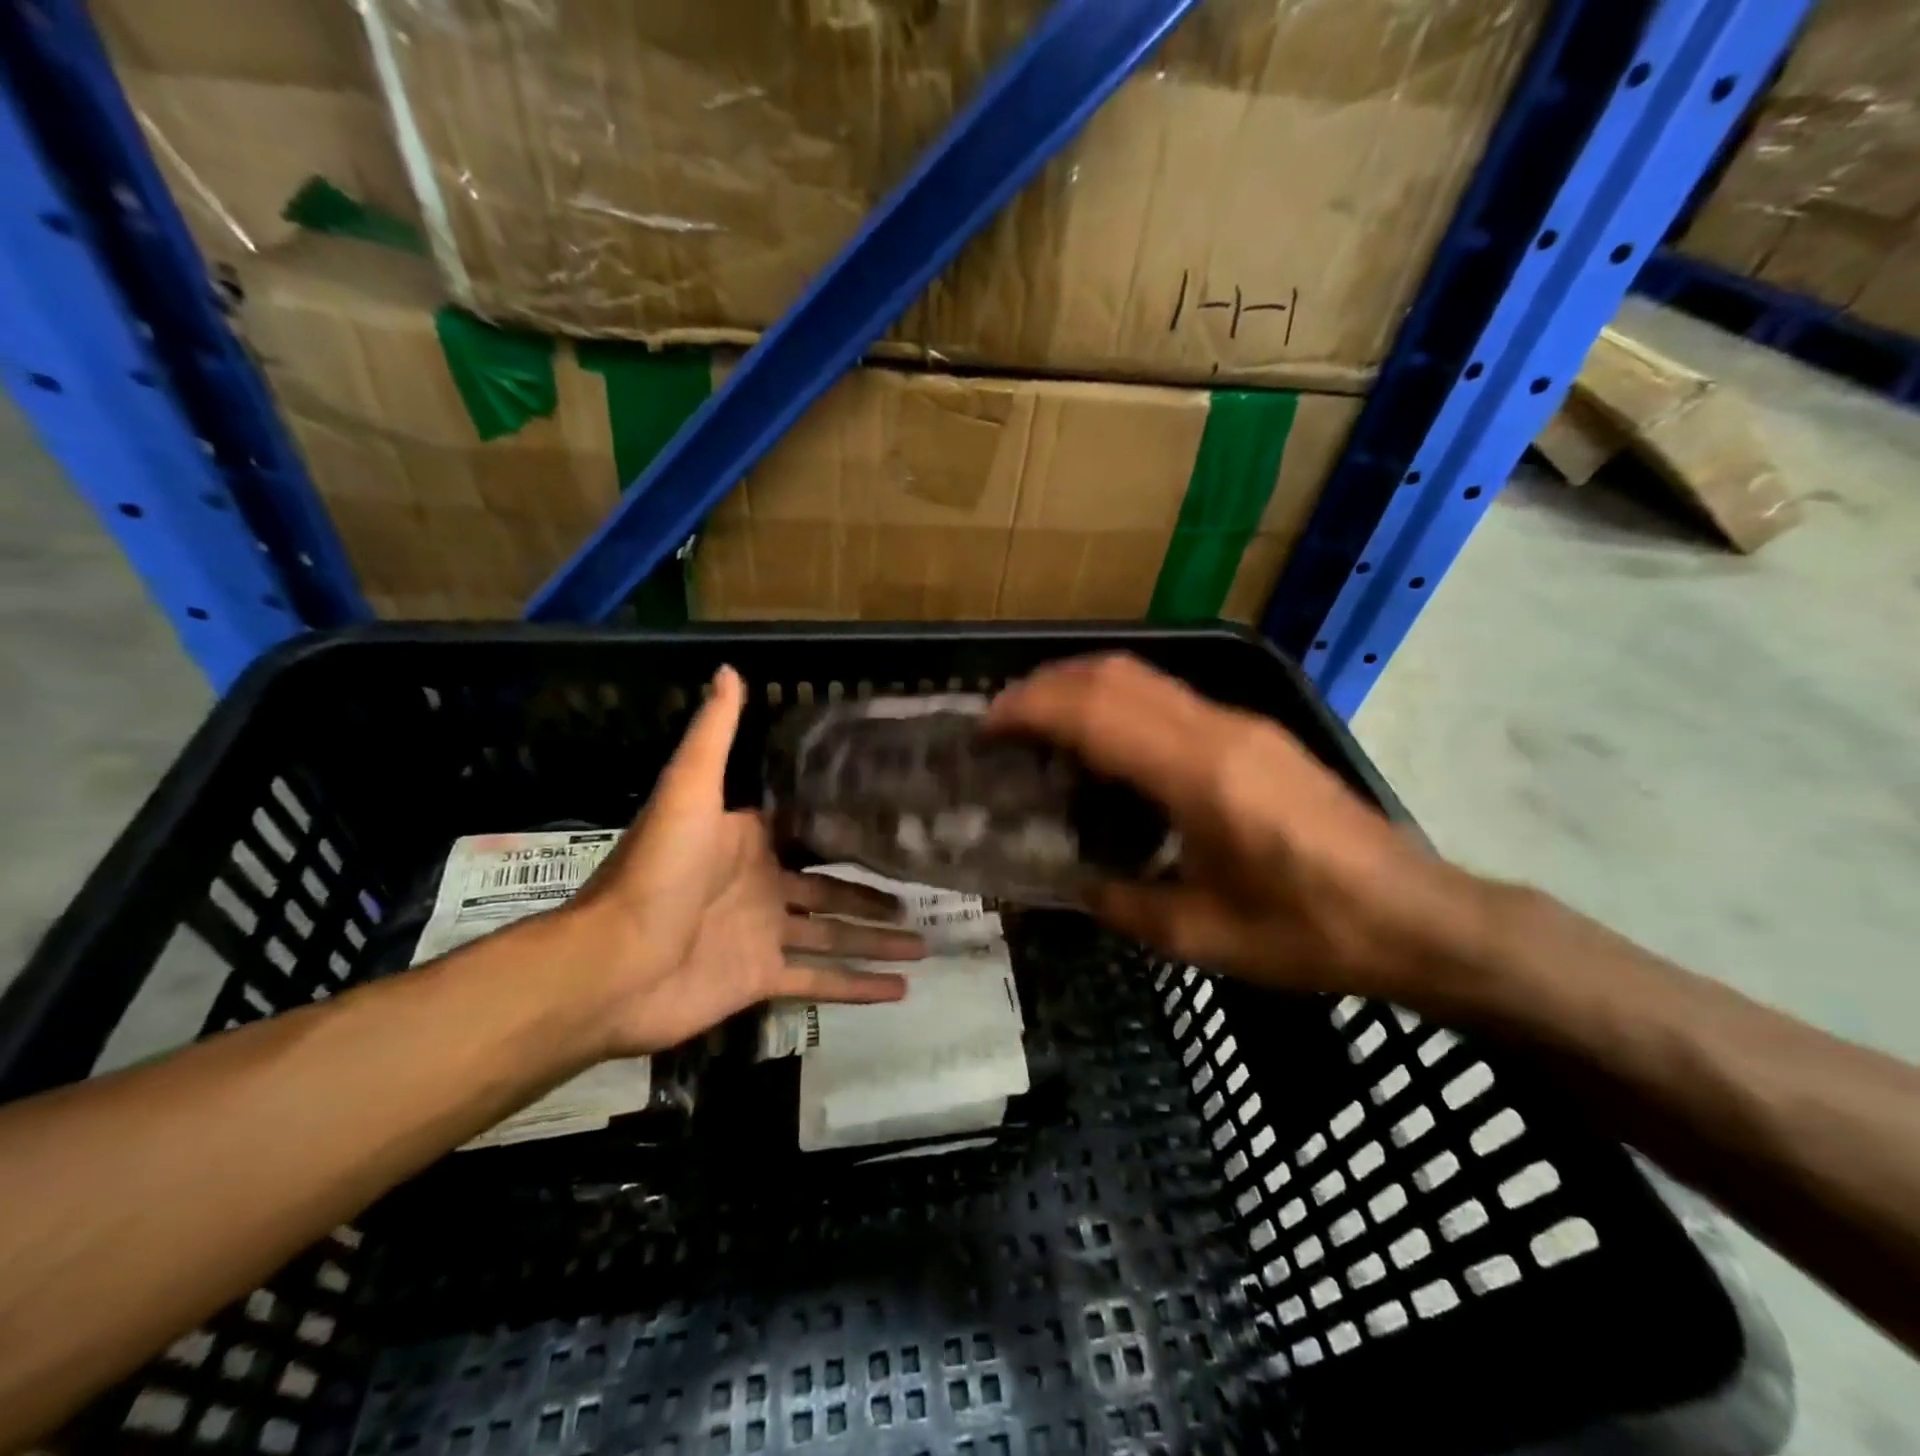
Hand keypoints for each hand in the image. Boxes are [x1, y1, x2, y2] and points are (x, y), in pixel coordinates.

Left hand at [564, 666, 923, 1055]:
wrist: (612, 966)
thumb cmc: (658, 872)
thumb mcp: (689, 791)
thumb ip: (715, 735)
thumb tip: (730, 669)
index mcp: (749, 841)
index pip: (809, 830)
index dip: (848, 827)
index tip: (893, 821)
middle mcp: (762, 886)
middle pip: (832, 888)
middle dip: (874, 893)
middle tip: (922, 892)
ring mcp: (763, 936)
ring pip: (835, 936)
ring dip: (877, 940)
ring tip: (926, 944)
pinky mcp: (761, 980)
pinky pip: (820, 981)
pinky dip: (858, 986)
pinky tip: (900, 990)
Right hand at [988, 655, 1478, 998]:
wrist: (1417, 916)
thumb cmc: (1309, 932)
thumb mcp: (1201, 936)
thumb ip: (1122, 905)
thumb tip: (1070, 884)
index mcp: (1199, 776)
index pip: (1095, 713)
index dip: (1031, 709)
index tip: (988, 728)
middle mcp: (1217, 730)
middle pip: (1114, 675)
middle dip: (1047, 686)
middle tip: (1004, 722)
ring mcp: (1242, 723)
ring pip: (1143, 675)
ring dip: (1082, 686)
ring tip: (1042, 724)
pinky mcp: (1257, 732)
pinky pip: (1169, 695)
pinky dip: (1119, 701)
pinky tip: (1106, 743)